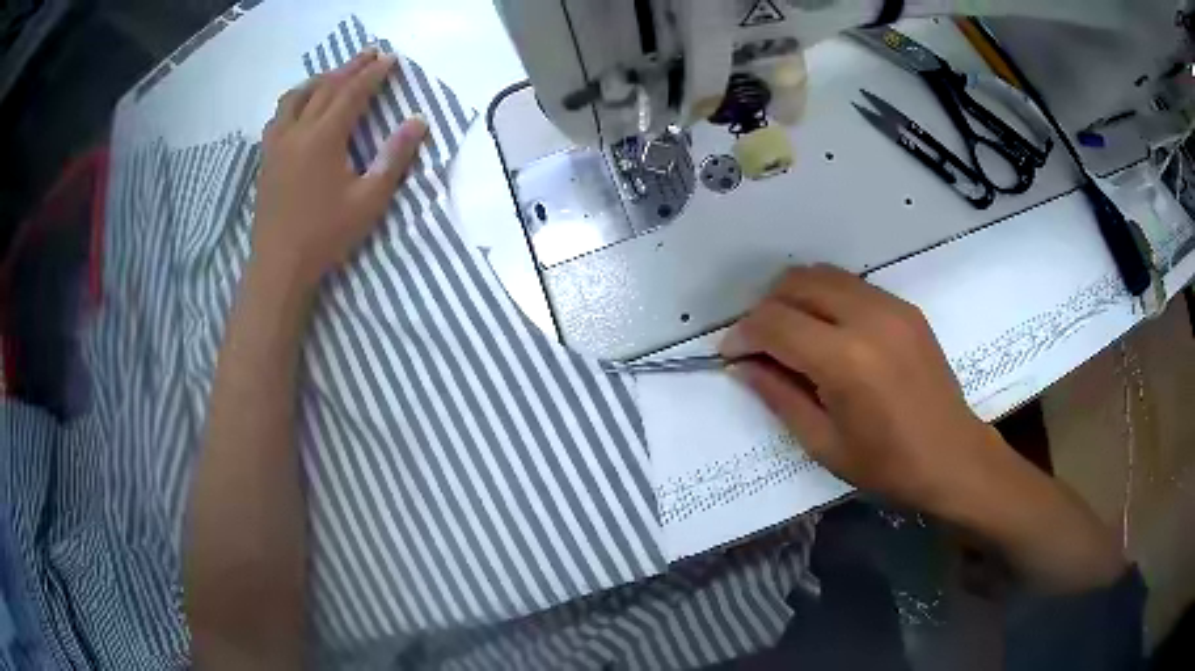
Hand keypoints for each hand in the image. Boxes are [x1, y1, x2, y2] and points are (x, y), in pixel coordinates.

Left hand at [252, 48, 428, 289]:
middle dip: (350, 68)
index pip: (353, 93)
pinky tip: (300, 109)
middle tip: (369, 54)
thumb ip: (395, 157)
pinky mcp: (266, 158)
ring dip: (318, 80)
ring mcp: (277, 144)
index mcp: (324, 137)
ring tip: (333, 76)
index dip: (373, 74)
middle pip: (325, 88)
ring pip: (295, 97)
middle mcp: (297, 131)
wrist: (280, 265)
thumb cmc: (326, 235)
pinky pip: (278, 116)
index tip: (390, 59)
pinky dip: (294, 101)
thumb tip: (419, 122)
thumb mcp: (369, 199)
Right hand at [722, 265, 1124, 591]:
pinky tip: (829, 334)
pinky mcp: (905, 307)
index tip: (731, 354)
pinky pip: (851, 286)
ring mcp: (891, 306)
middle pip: (796, 283)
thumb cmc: (888, 465)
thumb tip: (742, 365)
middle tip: (760, 345)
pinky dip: (826, 299)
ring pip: (823, 275)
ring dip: (795, 298)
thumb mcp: (824, 443)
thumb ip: (779, 395)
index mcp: (846, 360)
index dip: (743, 334)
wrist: (954, 457)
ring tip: (791, 337)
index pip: (775, 323)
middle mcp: (868, 318)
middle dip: (766, 308)